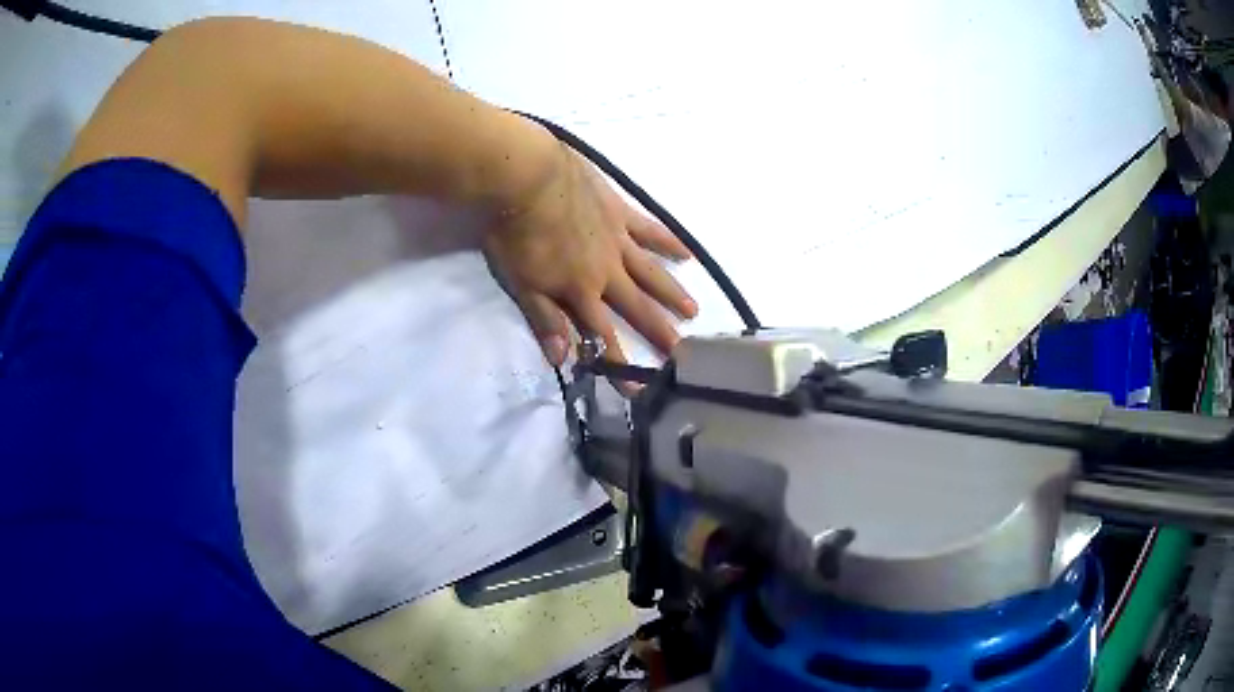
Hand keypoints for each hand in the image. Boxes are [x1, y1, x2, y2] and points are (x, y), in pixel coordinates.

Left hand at [484, 140, 697, 367]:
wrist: (527, 178)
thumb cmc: (515, 232)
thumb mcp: (521, 282)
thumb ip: (545, 318)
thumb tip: (564, 358)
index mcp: (580, 291)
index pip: (602, 335)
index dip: (618, 363)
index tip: (638, 388)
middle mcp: (607, 272)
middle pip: (636, 307)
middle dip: (658, 332)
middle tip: (683, 353)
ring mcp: (618, 241)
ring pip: (651, 272)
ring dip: (671, 293)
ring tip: (693, 311)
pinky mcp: (621, 212)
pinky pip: (650, 231)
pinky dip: (669, 242)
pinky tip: (688, 253)